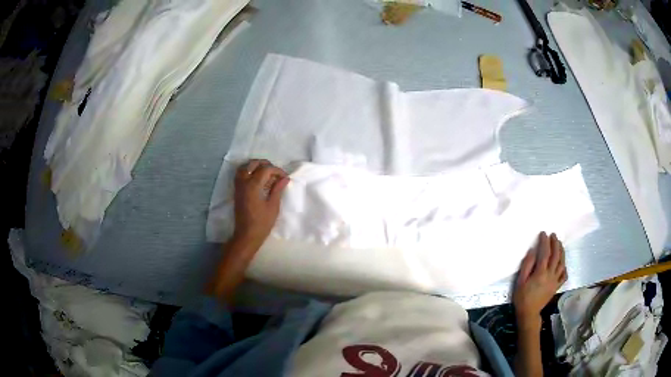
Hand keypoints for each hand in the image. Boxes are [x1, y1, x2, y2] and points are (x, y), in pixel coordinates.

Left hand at [232, 159, 289, 248]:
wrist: (247, 235)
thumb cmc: (262, 223)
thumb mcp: (273, 206)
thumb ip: (277, 189)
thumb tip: (284, 178)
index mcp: (253, 186)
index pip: (266, 169)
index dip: (277, 170)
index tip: (285, 177)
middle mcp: (244, 183)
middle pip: (253, 164)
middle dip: (266, 165)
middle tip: (276, 173)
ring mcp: (238, 186)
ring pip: (244, 167)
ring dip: (255, 166)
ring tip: (266, 173)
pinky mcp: (236, 191)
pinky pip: (240, 174)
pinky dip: (248, 172)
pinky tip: (257, 179)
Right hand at [513, 232, 566, 328]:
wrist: (528, 313)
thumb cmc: (522, 297)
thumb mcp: (520, 281)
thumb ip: (527, 265)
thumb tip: (532, 251)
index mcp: (540, 273)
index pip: (545, 253)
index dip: (545, 242)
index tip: (543, 233)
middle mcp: (550, 275)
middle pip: (556, 256)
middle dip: (555, 243)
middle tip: (553, 235)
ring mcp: (555, 281)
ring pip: (562, 263)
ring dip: (561, 252)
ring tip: (559, 244)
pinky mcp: (556, 286)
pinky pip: (564, 275)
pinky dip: (565, 267)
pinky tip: (562, 264)